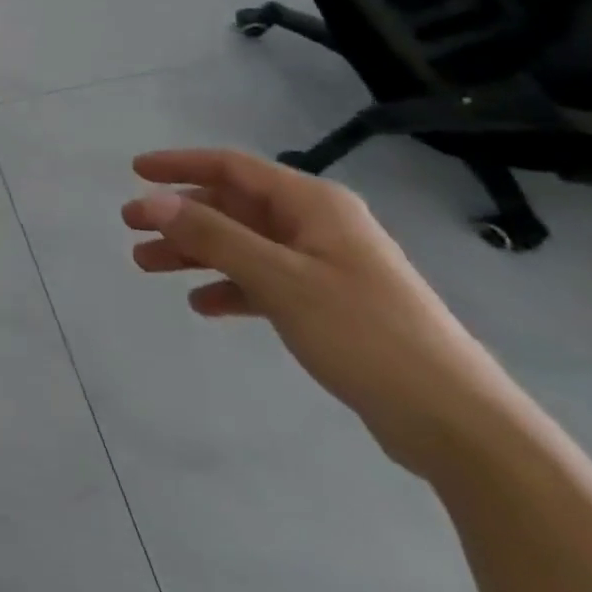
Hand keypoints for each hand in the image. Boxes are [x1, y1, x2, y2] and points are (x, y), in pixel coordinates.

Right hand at [122, 149, 518, 476]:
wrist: (460, 427)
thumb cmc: (366, 334)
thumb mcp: (280, 279)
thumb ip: (212, 236)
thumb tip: (151, 199)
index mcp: (313, 204)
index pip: (233, 166)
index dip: (180, 165)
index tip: (136, 171)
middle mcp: (317, 225)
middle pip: (233, 206)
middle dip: (180, 215)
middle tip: (131, 226)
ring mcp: (324, 266)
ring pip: (243, 245)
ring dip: (196, 253)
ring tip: (147, 266)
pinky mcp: (329, 306)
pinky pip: (264, 282)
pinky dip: (230, 288)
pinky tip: (203, 305)